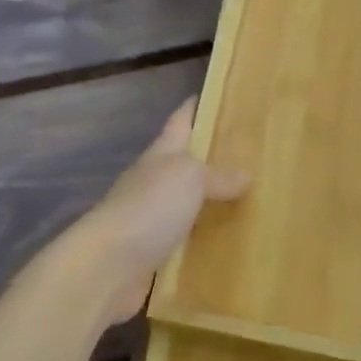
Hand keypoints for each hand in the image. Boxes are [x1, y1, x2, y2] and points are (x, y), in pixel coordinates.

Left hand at [81, 99, 250, 325]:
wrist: (108, 265)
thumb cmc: (149, 207)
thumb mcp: (189, 178)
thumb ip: (217, 175)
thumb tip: (245, 175)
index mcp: (160, 154)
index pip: (180, 120)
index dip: (196, 106)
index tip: (221, 95)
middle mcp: (153, 181)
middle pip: (184, 162)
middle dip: (212, 157)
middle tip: (252, 156)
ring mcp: (151, 218)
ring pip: (186, 203)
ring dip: (210, 202)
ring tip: (249, 201)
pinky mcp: (153, 253)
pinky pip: (185, 240)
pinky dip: (204, 240)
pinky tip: (228, 244)